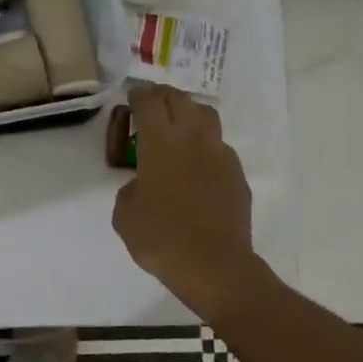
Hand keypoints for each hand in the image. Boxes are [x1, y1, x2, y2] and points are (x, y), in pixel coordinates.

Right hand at [111, 85, 264, 318]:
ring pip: (206, 115)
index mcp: (161, 143)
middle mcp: (193, 139)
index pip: (150, 102)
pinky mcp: (237, 174)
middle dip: (163, 97)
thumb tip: (141, 185)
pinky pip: (219, 146)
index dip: (139, 94)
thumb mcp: (125, 215)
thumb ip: (129, 189)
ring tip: (177, 127)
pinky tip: (197, 165)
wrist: (214, 266)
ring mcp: (220, 154)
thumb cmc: (161, 239)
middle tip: (151, 106)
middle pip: (180, 99)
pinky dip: (205, 145)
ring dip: (188, 113)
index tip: (132, 97)